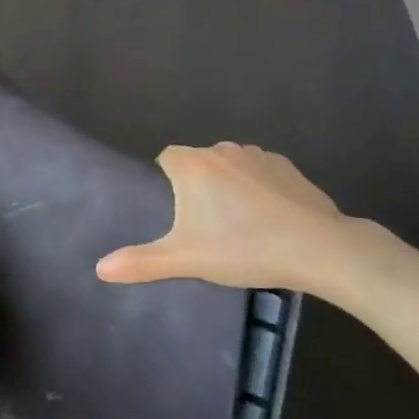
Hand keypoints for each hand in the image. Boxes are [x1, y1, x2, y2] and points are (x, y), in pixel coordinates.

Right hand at [95, 142, 405, 299]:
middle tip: (203, 227)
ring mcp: (258, 155)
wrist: (318, 248)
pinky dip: (258, 189)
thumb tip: (99, 268)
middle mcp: (221, 150)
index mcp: (193, 165)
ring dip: (228, 185)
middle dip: (197, 186)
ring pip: (230, 166)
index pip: (166, 158)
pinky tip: (269, 219)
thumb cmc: (243, 248)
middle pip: (198, 162)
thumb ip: (142, 262)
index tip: (173, 212)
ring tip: (237, 225)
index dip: (166, 181)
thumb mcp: (187, 259)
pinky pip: (260, 173)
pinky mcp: (287, 166)